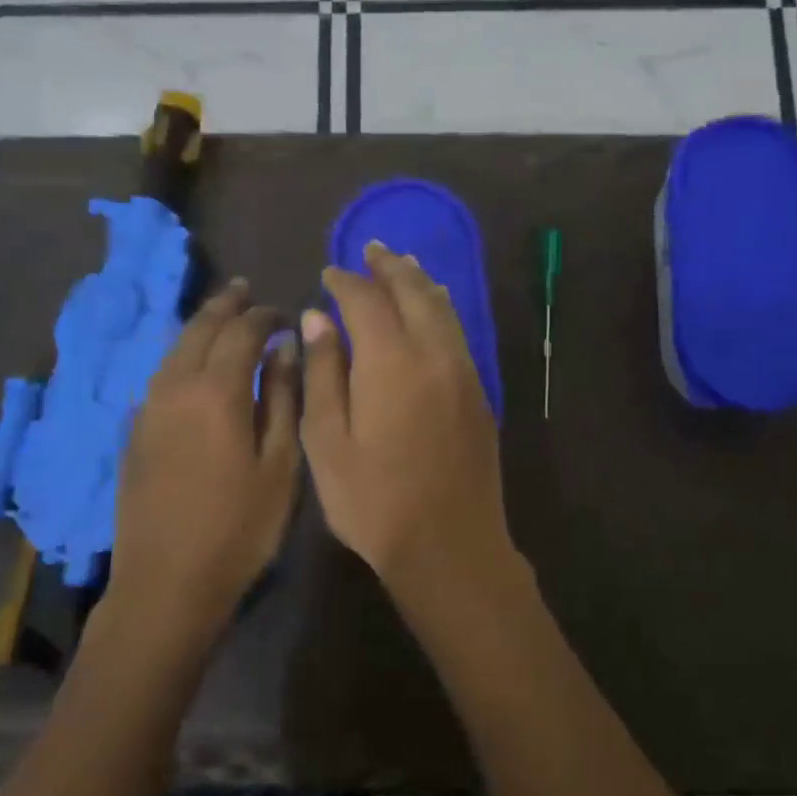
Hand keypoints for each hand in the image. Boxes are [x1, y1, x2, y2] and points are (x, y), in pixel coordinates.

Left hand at [105, 280, 300, 643]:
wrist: (167, 582)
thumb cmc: (240, 527)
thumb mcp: (280, 465)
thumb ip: (284, 400)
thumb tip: (285, 350)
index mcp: (216, 391)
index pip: (242, 332)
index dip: (265, 316)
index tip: (285, 313)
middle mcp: (175, 387)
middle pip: (200, 330)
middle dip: (226, 306)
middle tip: (246, 290)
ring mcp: (147, 409)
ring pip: (174, 350)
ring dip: (200, 327)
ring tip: (220, 315)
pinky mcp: (134, 433)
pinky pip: (160, 376)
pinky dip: (182, 356)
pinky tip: (192, 365)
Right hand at [300, 242, 517, 614]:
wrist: (450, 546)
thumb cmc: (374, 501)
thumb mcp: (328, 442)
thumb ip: (323, 372)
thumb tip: (318, 318)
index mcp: (391, 362)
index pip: (366, 300)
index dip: (344, 282)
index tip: (328, 273)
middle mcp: (433, 354)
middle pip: (414, 291)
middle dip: (389, 267)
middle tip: (370, 249)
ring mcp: (463, 372)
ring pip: (443, 308)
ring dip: (420, 281)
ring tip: (402, 265)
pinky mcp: (479, 394)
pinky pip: (458, 332)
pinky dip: (440, 308)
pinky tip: (432, 310)